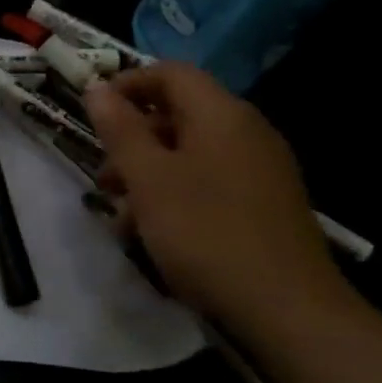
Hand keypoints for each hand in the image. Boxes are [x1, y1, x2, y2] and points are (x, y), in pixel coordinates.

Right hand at [84, 63, 354, 338]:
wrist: (288, 309)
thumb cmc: (206, 233)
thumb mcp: (149, 179)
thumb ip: (121, 130)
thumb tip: (98, 88)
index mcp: (221, 114)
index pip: (170, 73)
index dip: (127, 85)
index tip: (93, 114)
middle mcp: (247, 132)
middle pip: (179, 115)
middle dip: (133, 141)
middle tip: (104, 178)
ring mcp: (261, 170)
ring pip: (191, 155)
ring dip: (149, 176)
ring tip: (122, 217)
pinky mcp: (265, 205)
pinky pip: (211, 184)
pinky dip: (177, 197)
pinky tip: (156, 236)